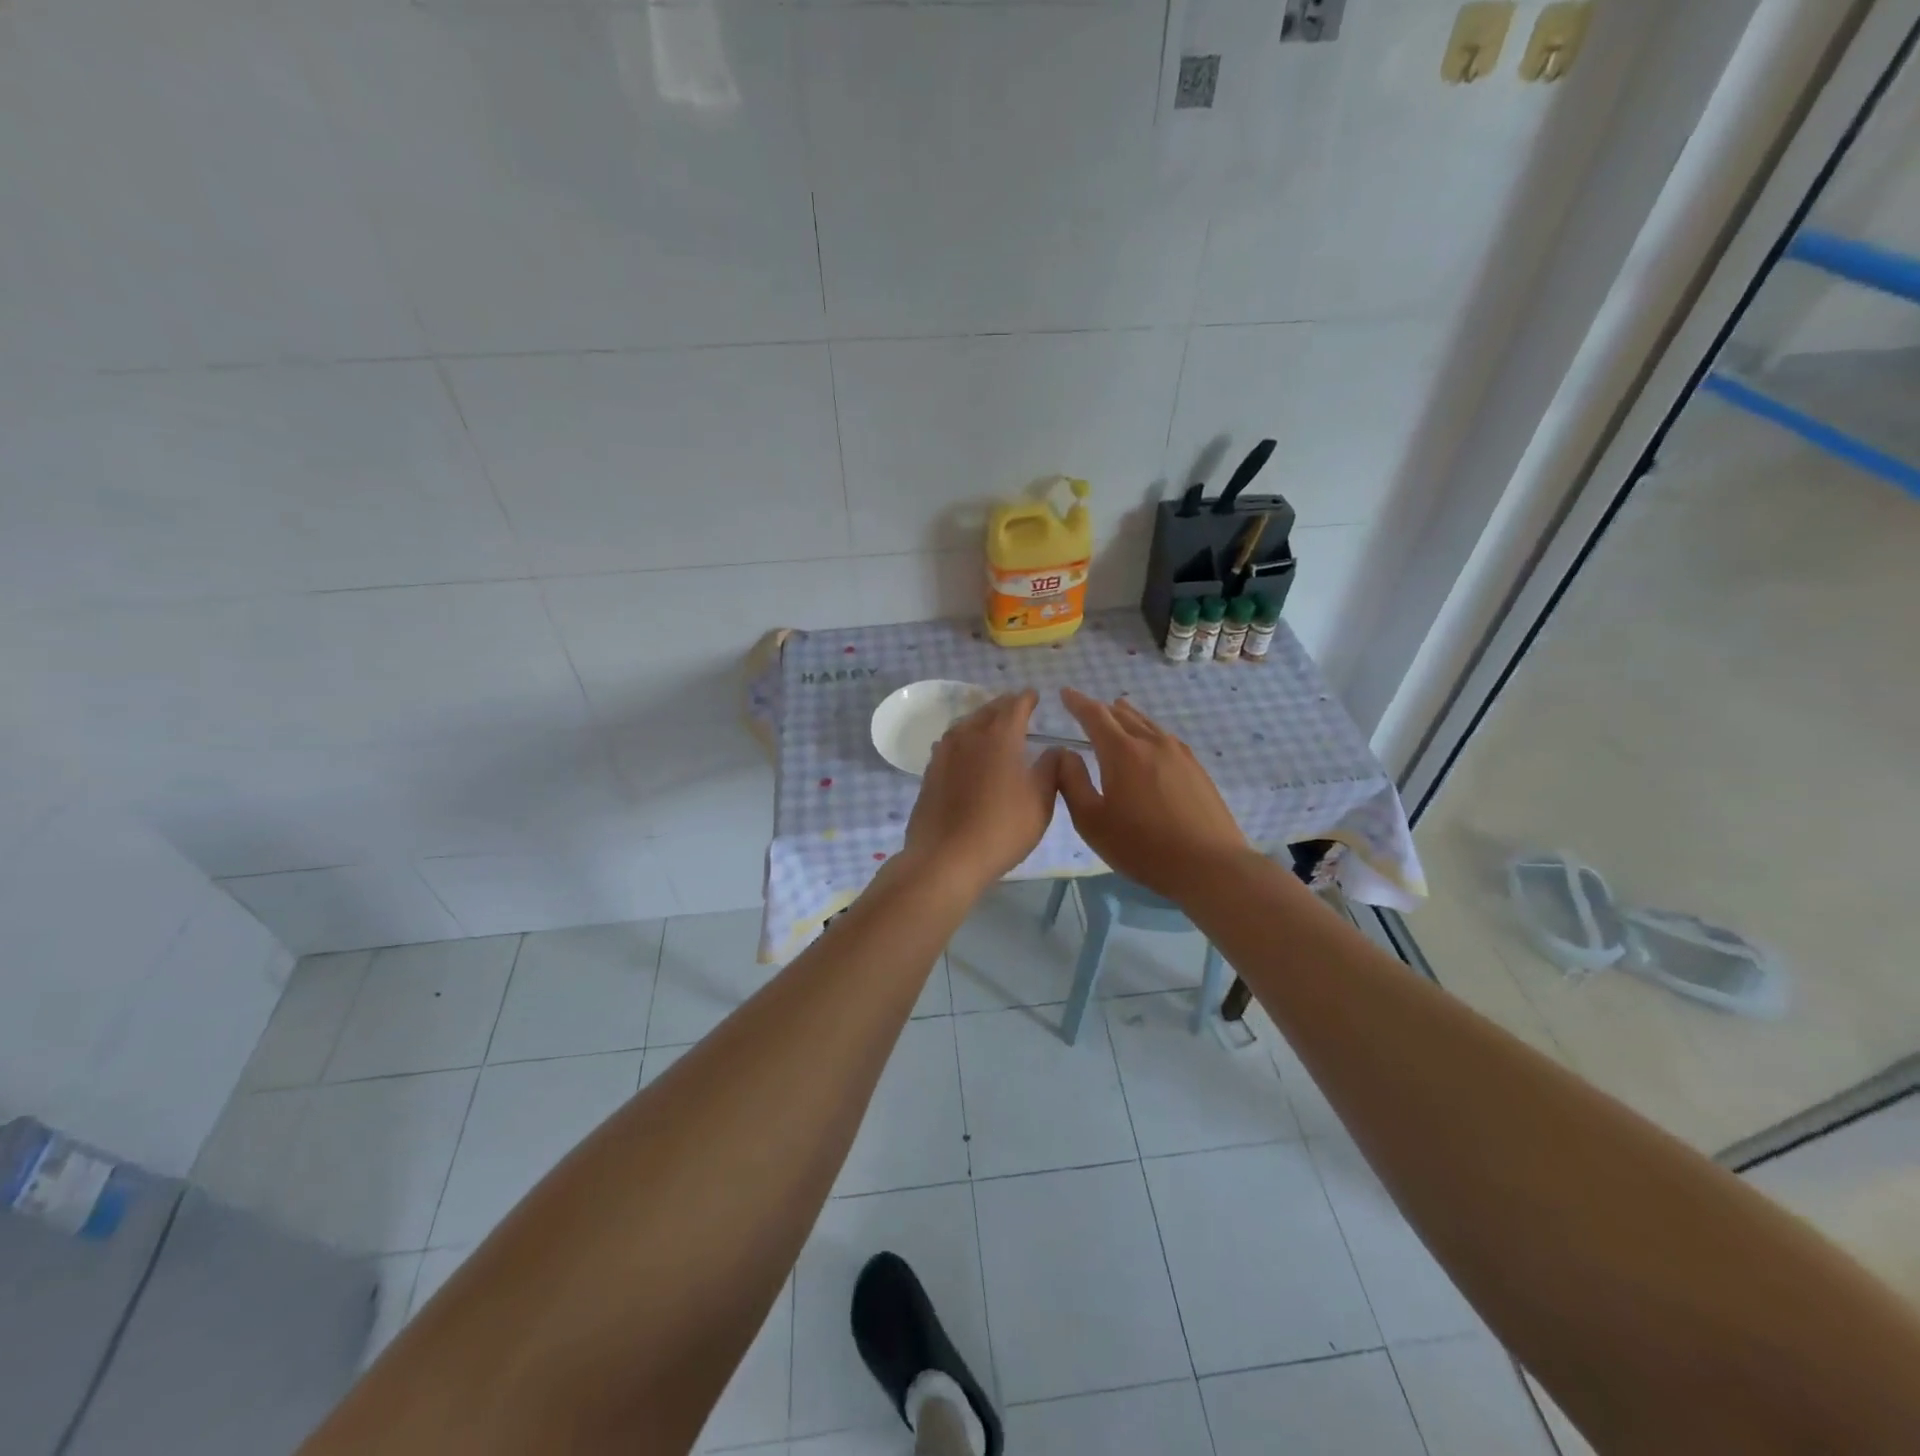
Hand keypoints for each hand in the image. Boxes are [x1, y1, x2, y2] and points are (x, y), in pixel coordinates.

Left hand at [905, 690, 1060, 894]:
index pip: (1015, 706)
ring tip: (991, 726)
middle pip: (987, 711)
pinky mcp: (930, 773)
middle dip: (1003, 706)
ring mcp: (944, 754)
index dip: (1027, 699)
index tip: (1034, 695)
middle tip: (1015, 706)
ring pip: (964, 725)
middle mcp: (969, 736)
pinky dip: (963, 740)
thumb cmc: (1002, 828)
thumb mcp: (1041, 801)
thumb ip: (1051, 770)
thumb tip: (1056, 750)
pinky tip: (966, 752)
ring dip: (980, 720)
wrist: (946, 857)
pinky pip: (949, 745)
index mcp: (1000, 737)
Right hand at [1054, 687, 1249, 899]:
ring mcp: (1179, 754)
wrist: (1208, 864)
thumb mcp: (1092, 821)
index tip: (1065, 693)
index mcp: (1122, 751)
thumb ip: (1072, 783)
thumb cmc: (1142, 846)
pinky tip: (1152, 742)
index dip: (1077, 702)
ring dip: (1128, 716)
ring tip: (1119, 711)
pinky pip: (1166, 738)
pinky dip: (1149, 731)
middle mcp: (1151, 743)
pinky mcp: (1196, 769)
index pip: (1095, 715)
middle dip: (1102, 709)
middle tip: (1087, 707)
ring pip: (1148, 724)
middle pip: (1123, 715)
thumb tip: (1063, 753)